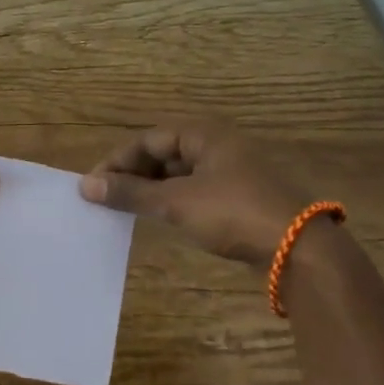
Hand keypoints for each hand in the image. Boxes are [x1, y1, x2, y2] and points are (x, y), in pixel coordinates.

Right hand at [79, 121, 313, 267]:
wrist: (298, 250)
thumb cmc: (233, 213)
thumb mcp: (175, 202)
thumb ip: (130, 193)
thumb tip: (85, 186)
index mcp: (203, 134)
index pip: (147, 140)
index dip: (117, 161)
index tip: (92, 187)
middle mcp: (217, 146)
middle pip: (163, 153)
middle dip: (133, 175)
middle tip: (106, 199)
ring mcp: (230, 172)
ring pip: (178, 174)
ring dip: (150, 189)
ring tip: (124, 209)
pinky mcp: (238, 197)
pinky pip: (193, 191)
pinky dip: (171, 201)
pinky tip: (157, 218)